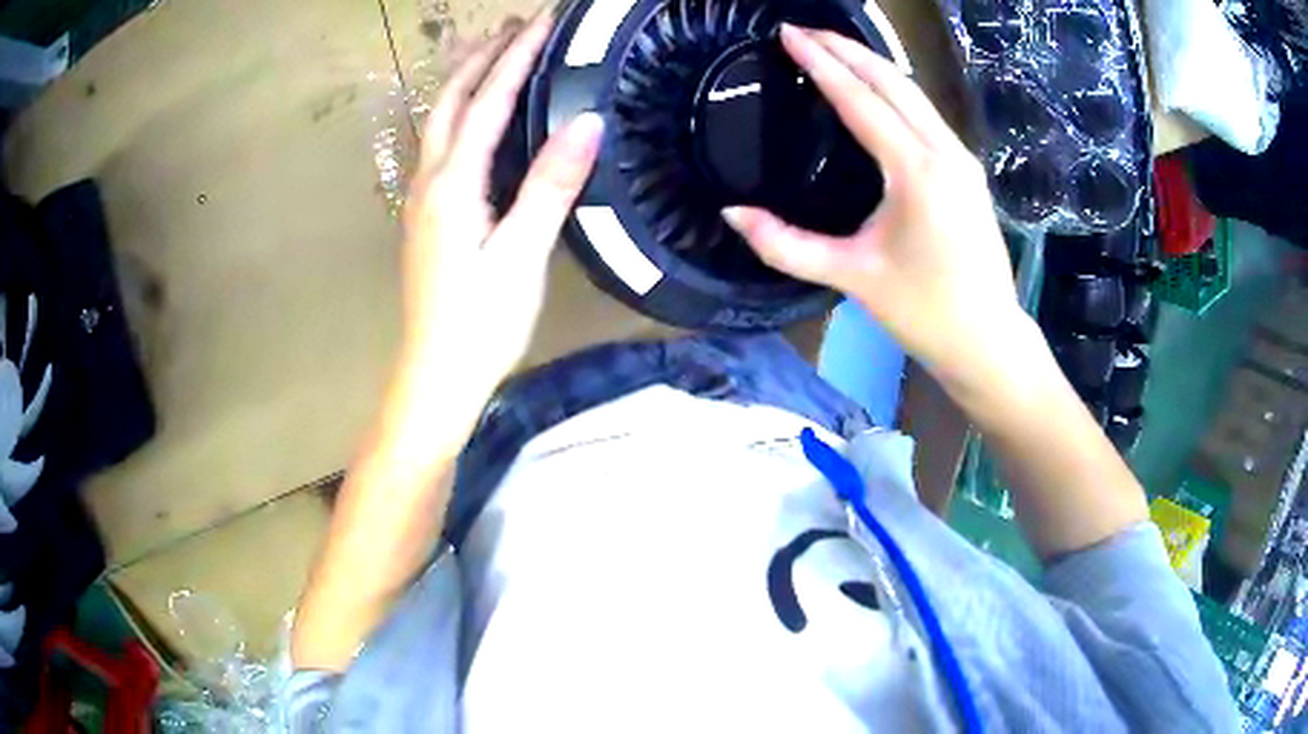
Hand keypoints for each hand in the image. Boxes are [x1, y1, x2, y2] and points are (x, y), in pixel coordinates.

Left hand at [401, 13, 602, 396]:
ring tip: (490, 50)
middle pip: (451, 101)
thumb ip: (550, 186)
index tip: (544, 20)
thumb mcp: (523, 255)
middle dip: (482, 56)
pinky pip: (439, 145)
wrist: (435, 376)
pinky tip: (472, 115)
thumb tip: (587, 122)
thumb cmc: (480, 323)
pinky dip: (458, 112)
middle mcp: (430, 180)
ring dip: (463, 79)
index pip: (488, 102)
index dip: (517, 56)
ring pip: (438, 121)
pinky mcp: (426, 216)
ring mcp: (421, 198)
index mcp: (453, 184)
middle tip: (514, 24)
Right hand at [724, 25, 1024, 381]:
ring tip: (832, 49)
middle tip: (803, 30)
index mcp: (917, 171)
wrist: (988, 340)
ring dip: (872, 65)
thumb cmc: (924, 312)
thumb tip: (731, 214)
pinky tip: (873, 90)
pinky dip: (894, 91)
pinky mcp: (968, 171)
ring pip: (914, 93)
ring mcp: (962, 159)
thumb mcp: (851, 276)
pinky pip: (926, 114)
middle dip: (847, 49)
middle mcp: (944, 151)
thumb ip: (786, 245)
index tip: (788, 33)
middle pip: (893, 81)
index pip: (860, 99)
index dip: (821, 62)